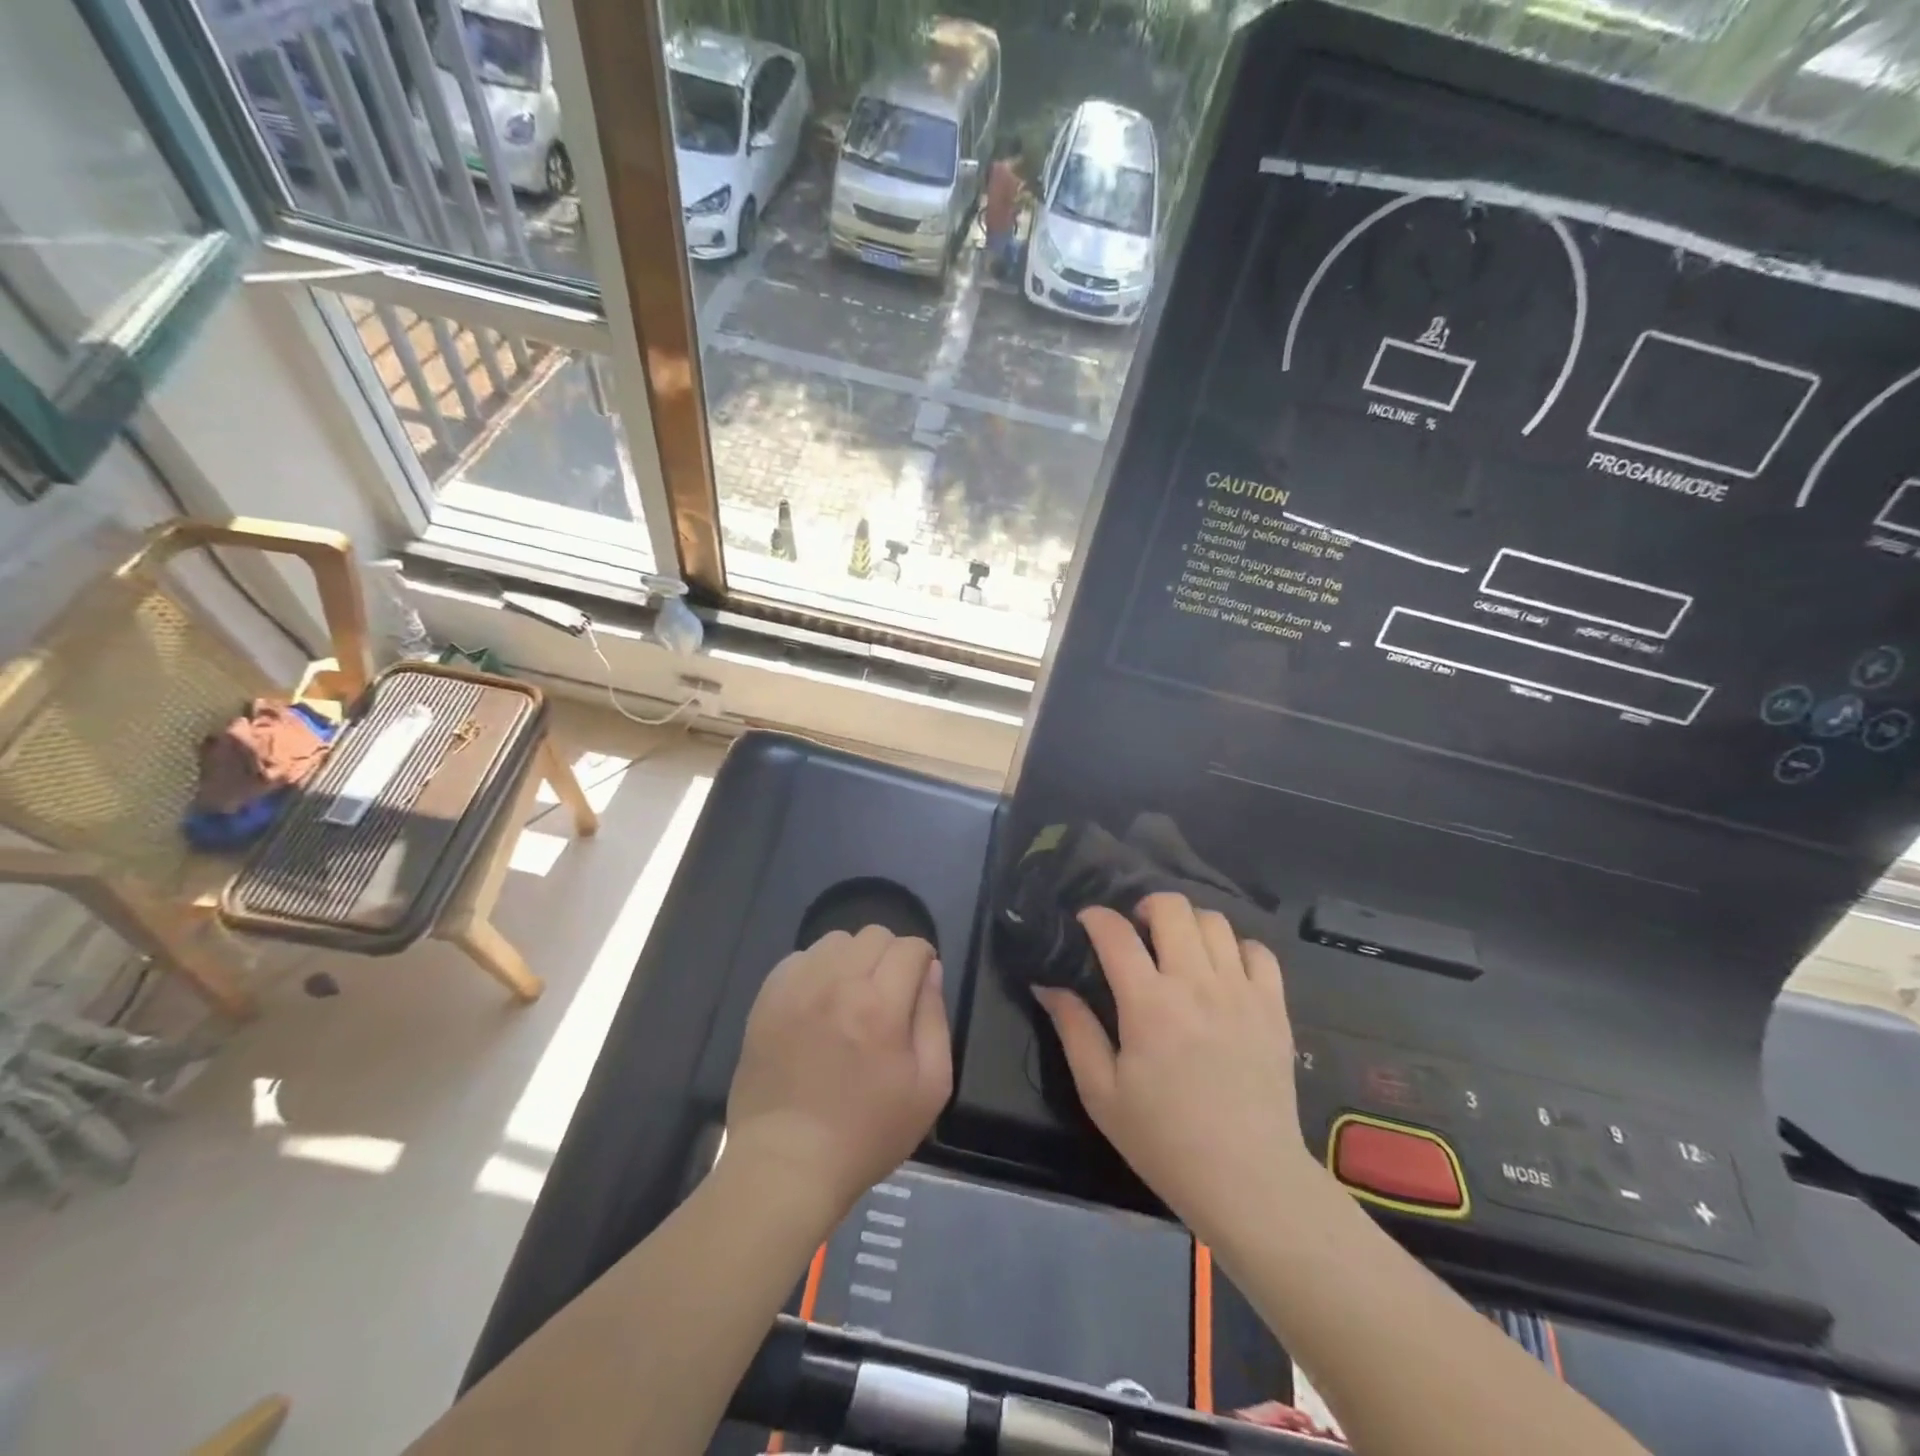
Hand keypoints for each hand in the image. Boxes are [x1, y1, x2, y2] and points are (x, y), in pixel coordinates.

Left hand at [726, 927, 951, 1220]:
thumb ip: (934, 1019)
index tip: (918, 985)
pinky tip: (818, 1003)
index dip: (922, 960)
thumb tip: (930, 971)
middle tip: (887, 994)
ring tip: (850, 996)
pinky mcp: (767, 999)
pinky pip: (799, 958)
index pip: (910, 947)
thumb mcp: (929, 1088)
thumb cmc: (867, 1134)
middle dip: (890, 956)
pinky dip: (816, 970)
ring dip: (852, 959)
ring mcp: (796, 988)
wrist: (787, 1164)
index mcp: (880, 1006)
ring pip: (835, 941)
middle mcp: (836, 983)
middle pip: (874, 935)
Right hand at [1034, 894, 1315, 1240]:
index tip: (1086, 923)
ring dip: (1188, 925)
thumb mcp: (1100, 1092)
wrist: (1248, 1180)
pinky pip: (1259, 951)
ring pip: (1214, 921)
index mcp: (1149, 1003)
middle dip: (1145, 907)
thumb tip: (1047, 984)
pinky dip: (1236, 948)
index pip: (1115, 932)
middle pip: (1172, 907)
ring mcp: (1241, 991)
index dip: (1094, 916)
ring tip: (1178, 950)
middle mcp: (1196, 983)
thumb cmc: (1164, 1139)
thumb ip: (1073, 1030)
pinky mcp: (1274, 1007)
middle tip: (1136, 933)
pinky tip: (1223, 972)